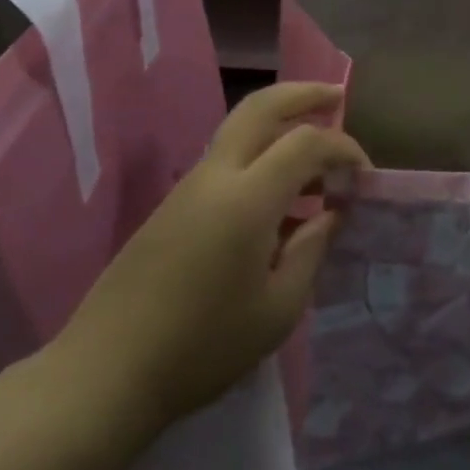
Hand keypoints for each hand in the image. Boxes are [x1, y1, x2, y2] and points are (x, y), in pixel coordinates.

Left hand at [50, 84, 366, 430]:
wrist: (104, 374)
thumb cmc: (202, 347)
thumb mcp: (278, 309)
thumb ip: (312, 249)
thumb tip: (332, 212)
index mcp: (247, 199)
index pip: (306, 142)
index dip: (344, 148)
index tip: (364, 178)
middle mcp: (216, 177)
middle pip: (262, 107)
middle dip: (304, 94)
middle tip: (337, 96)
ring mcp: (189, 188)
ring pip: (241, 129)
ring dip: (281, 124)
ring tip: (317, 153)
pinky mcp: (173, 205)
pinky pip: (227, 159)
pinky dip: (261, 155)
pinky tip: (281, 199)